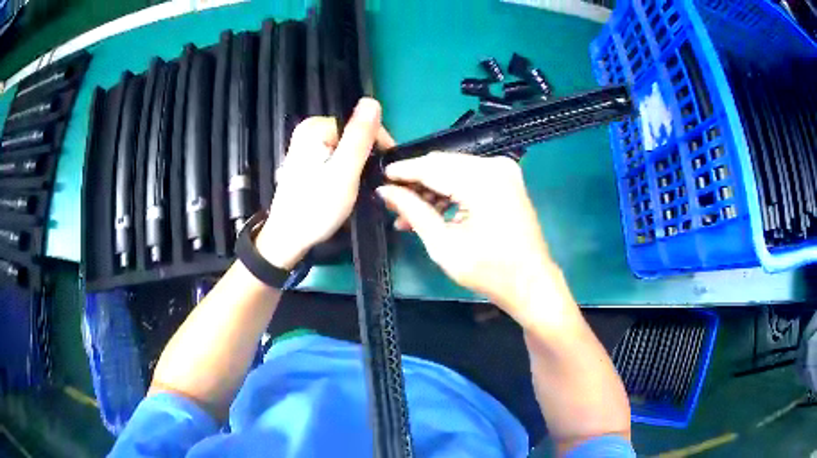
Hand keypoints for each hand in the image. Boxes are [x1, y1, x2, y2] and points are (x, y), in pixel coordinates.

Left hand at [256, 98, 394, 269]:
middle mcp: (309, 130)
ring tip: (364, 188)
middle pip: (354, 135)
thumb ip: (359, 137)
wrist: (288, 238)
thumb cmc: (316, 208)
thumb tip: (372, 101)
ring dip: (360, 165)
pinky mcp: (308, 160)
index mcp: (315, 127)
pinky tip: (348, 187)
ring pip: (348, 148)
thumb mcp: (344, 172)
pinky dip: (347, 169)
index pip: (361, 124)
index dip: (380, 145)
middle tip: (375, 184)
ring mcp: (307, 145)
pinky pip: (337, 157)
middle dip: (368, 157)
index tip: (388, 171)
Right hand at [377, 152, 571, 327]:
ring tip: (408, 217)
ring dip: (431, 190)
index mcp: (482, 181)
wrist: (531, 283)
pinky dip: (450, 192)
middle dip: (416, 183)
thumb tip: (385, 191)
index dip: (403, 172)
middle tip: (392, 201)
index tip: (380, 178)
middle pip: (443, 164)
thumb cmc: (489, 271)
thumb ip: (413, 211)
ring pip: (454, 170)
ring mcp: (504, 171)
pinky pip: (469, 177)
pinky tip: (432, 213)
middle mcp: (495, 166)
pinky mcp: (507, 180)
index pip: (431, 167)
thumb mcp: (444, 245)